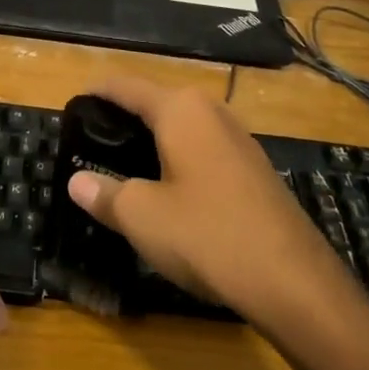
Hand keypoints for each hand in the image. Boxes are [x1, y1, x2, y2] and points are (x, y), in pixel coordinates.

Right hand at [65, 78, 363, 326]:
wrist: (294, 282)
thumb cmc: (207, 234)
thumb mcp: (142, 216)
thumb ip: (105, 193)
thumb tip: (77, 182)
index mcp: (181, 110)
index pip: (127, 87)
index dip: (97, 92)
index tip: (74, 102)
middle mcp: (212, 113)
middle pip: (157, 103)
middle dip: (124, 117)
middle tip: (92, 140)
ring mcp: (240, 141)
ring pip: (183, 128)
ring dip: (153, 140)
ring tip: (123, 162)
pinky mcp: (255, 171)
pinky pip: (204, 151)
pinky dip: (178, 159)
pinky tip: (167, 187)